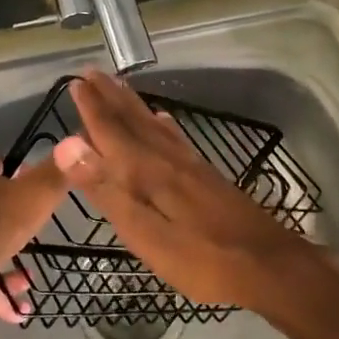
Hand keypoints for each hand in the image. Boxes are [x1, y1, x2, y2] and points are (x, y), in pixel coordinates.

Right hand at [53, 70, 314, 309]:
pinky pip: (177, 139)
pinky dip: (164, 125)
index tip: (75, 82)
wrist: (271, 266)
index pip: (112, 132)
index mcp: (148, 172)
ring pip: (155, 126)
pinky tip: (164, 121)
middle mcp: (169, 160)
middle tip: (91, 72)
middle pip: (135, 122)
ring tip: (118, 86)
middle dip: (110, 98)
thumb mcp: (146, 234)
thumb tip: (68, 146)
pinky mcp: (208, 177)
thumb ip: (107, 189)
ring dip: (133, 105)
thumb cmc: (202, 259)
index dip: (92, 109)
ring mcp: (192, 167)